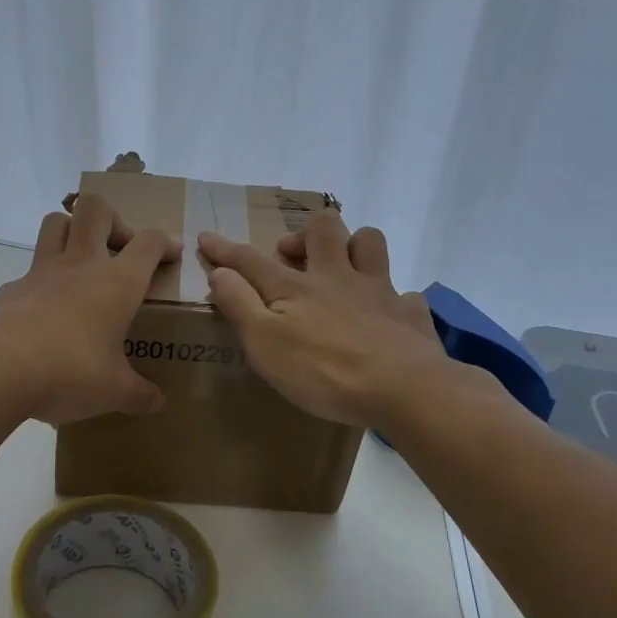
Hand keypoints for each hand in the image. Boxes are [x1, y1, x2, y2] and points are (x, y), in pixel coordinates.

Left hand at [0, 194, 177, 424]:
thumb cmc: (69, 373)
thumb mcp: (114, 391)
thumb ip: (139, 394)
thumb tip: (157, 402)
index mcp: (117, 283)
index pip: (149, 241)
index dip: (165, 242)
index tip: (170, 256)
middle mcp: (80, 265)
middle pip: (95, 208)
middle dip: (113, 220)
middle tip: (118, 253)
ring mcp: (40, 272)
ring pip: (56, 221)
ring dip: (72, 232)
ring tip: (82, 266)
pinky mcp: (11, 289)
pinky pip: (30, 269)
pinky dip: (43, 280)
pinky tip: (46, 312)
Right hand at [199, 211, 480, 427]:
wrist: (402, 388)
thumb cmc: (322, 370)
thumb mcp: (264, 342)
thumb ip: (239, 304)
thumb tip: (219, 271)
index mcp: (296, 287)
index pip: (251, 260)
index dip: (225, 249)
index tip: (206, 237)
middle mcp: (337, 277)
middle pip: (324, 229)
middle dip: (304, 232)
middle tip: (291, 255)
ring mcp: (379, 292)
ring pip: (370, 244)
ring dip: (354, 246)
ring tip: (341, 267)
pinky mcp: (410, 315)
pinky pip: (405, 294)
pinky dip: (393, 299)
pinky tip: (386, 315)